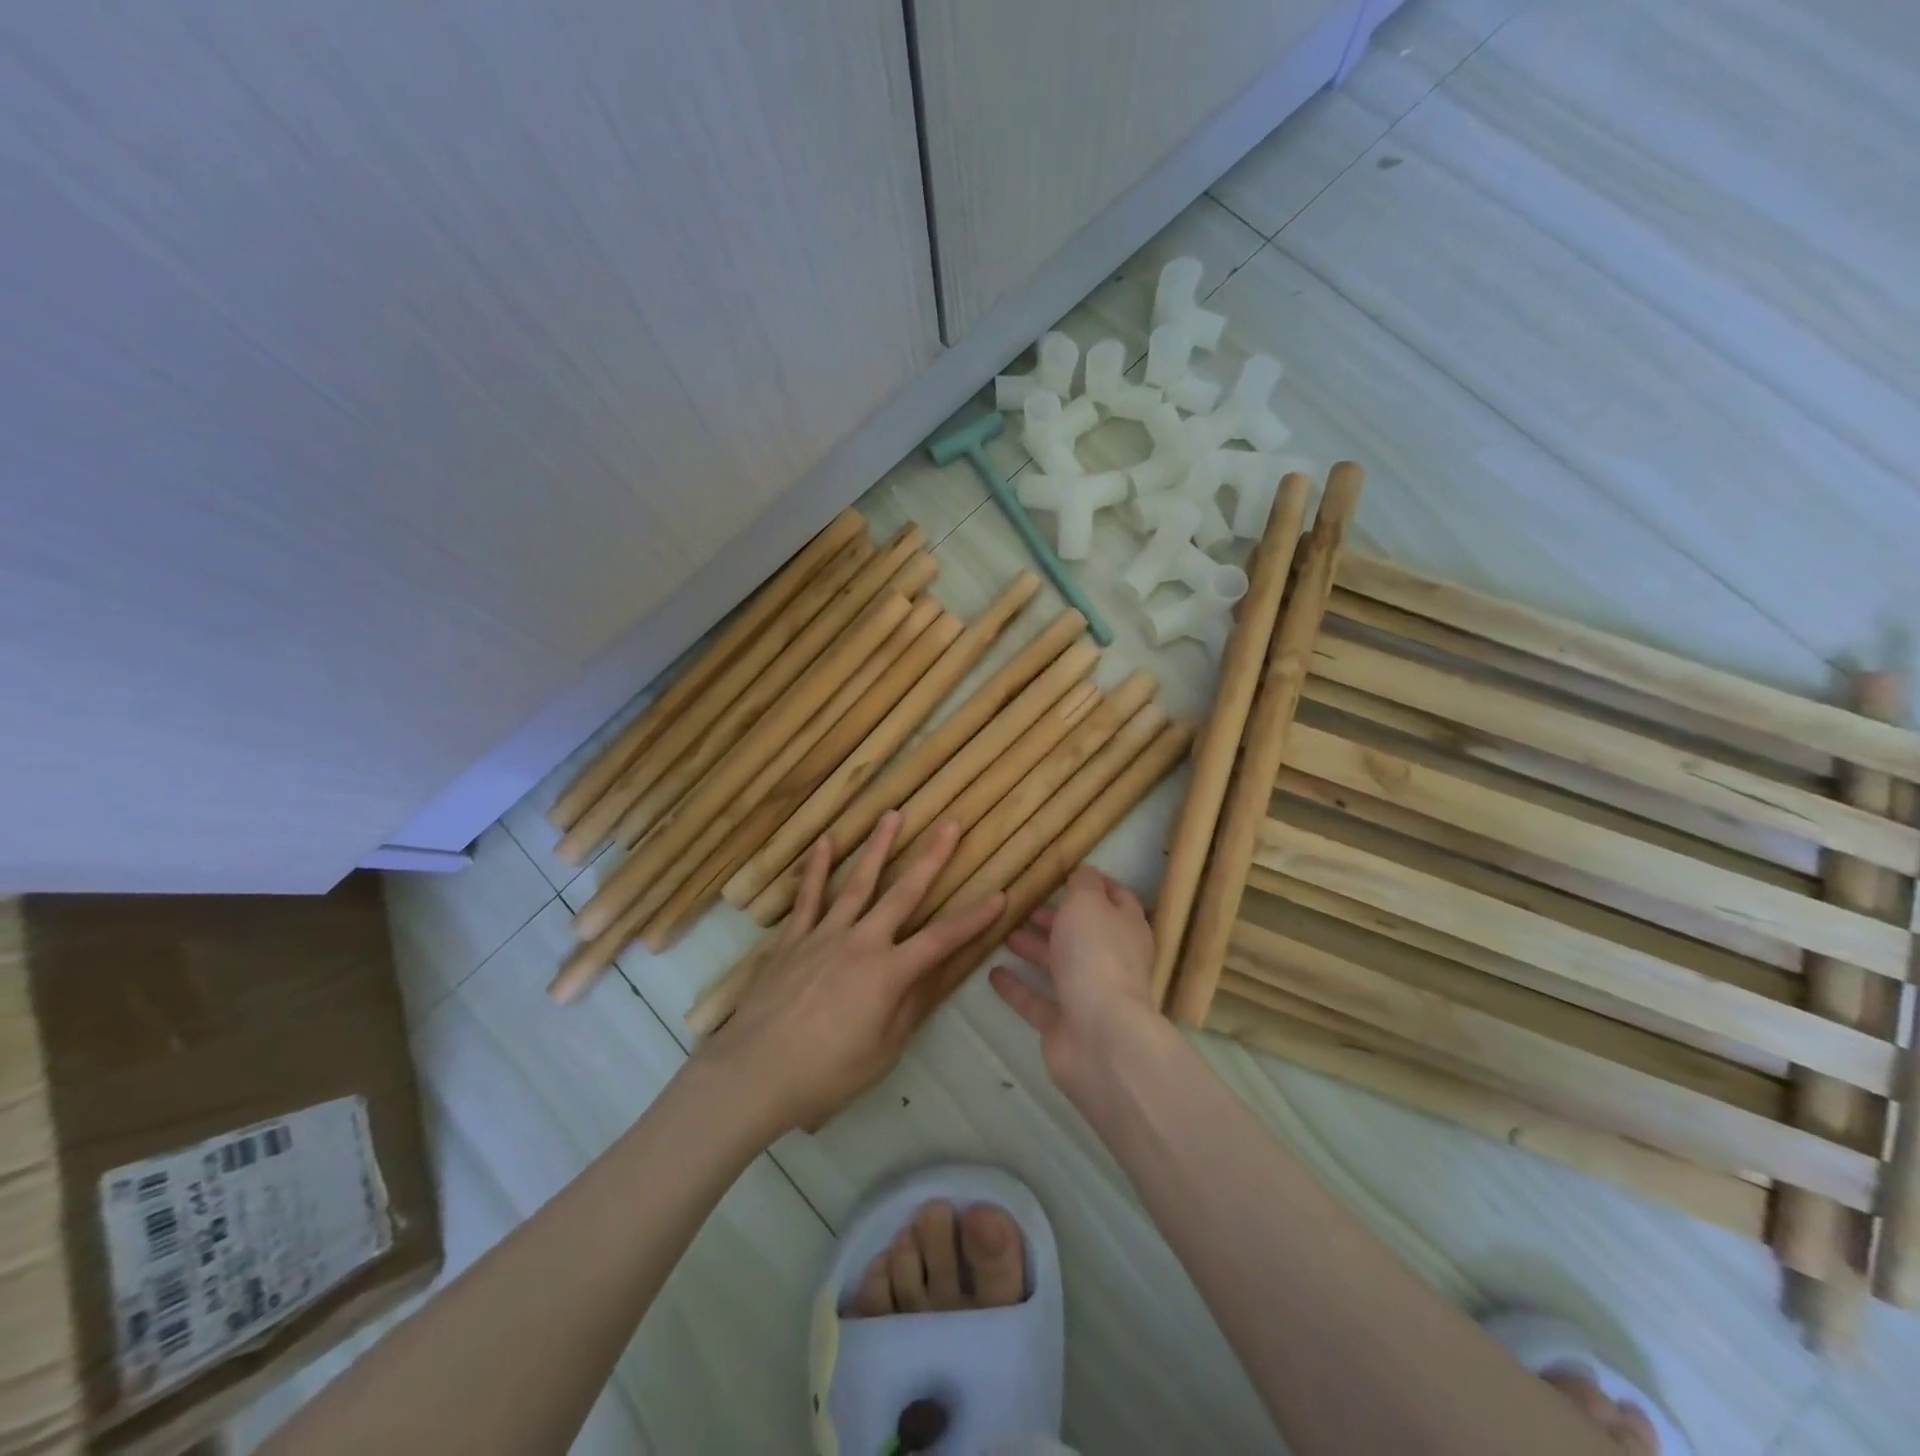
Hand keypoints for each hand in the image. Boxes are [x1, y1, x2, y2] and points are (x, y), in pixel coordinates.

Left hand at [697, 812, 1004, 1136]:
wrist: (753, 1073)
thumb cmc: (825, 1074)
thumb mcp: (882, 1052)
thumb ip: (909, 1008)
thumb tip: (932, 974)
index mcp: (888, 973)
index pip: (942, 939)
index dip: (974, 918)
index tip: (1001, 895)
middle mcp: (861, 942)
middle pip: (903, 893)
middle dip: (931, 857)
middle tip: (950, 824)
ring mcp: (824, 934)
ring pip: (858, 882)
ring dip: (878, 847)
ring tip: (893, 815)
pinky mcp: (793, 938)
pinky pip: (809, 897)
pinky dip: (816, 868)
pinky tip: (824, 841)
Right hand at [989, 864, 1164, 1094]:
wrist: (1099, 1038)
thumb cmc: (1096, 957)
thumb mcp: (1088, 903)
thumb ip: (1083, 884)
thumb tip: (1084, 871)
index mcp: (1125, 928)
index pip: (1116, 898)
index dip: (1095, 883)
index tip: (1066, 872)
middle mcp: (1110, 960)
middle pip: (1081, 932)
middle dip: (1054, 917)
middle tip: (1021, 904)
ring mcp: (1087, 994)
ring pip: (1057, 964)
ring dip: (1033, 947)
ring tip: (1002, 932)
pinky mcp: (1063, 1024)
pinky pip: (1036, 1000)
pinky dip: (1016, 986)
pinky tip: (992, 972)